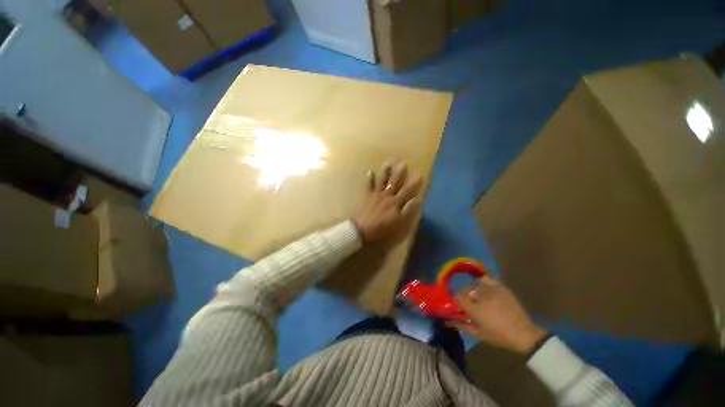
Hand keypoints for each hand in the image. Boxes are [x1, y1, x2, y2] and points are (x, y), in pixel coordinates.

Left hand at [353, 162, 421, 242]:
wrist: (363, 229)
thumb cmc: (382, 227)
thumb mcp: (399, 222)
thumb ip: (408, 210)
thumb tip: (417, 199)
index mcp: (395, 202)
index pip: (407, 191)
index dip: (413, 183)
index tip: (419, 175)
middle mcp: (386, 195)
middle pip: (394, 183)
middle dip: (399, 173)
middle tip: (403, 163)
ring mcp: (376, 195)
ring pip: (382, 181)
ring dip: (385, 173)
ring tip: (387, 163)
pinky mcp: (367, 196)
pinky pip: (368, 186)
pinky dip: (369, 179)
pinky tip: (370, 171)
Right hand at [449, 276, 547, 354]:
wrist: (524, 334)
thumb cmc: (500, 336)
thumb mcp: (479, 334)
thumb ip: (462, 325)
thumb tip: (448, 321)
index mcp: (475, 308)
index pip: (457, 296)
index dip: (455, 300)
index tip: (457, 305)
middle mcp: (481, 296)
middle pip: (465, 289)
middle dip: (464, 296)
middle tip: (468, 304)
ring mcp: (492, 290)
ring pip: (474, 285)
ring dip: (472, 291)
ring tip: (477, 298)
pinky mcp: (501, 287)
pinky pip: (486, 279)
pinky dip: (482, 283)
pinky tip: (484, 289)